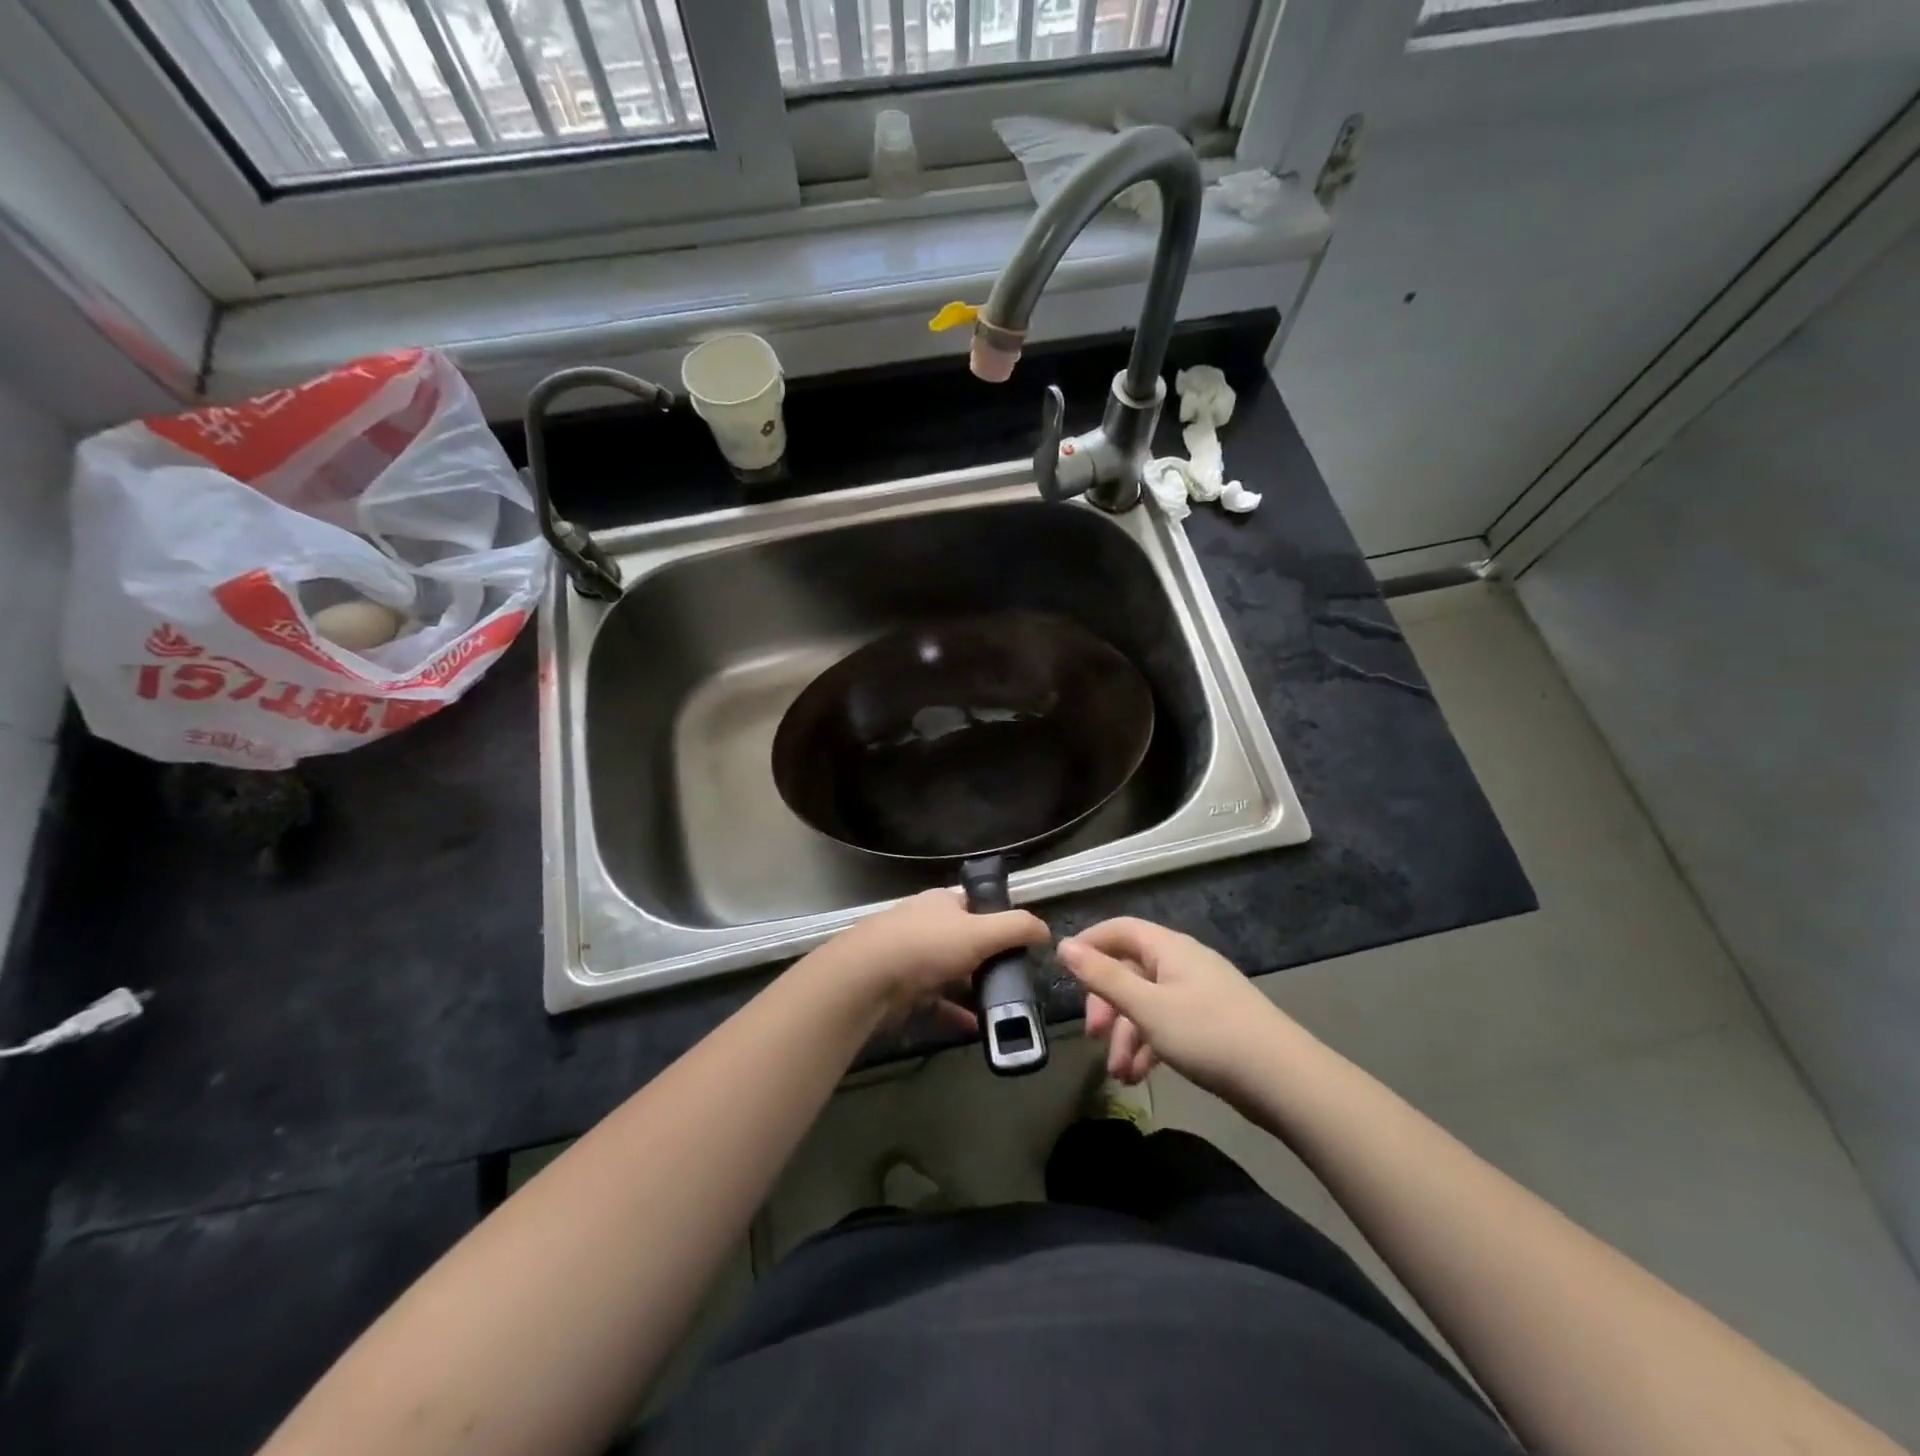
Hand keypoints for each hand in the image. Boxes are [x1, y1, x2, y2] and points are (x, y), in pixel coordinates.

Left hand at [820, 889, 1051, 1030]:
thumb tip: (1045, 930)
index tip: (1023, 943)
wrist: (867, 979)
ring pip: (952, 972)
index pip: (978, 904)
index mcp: (943, 901)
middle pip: (966, 939)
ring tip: (1003, 1007)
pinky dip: (956, 1013)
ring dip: (974, 989)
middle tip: (1017, 980)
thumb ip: (1017, 928)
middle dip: (990, 959)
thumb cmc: (928, 946)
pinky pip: (937, 1002)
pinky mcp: (902, 989)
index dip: (1001, 919)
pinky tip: (976, 1028)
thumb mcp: (982, 931)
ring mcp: (911, 957)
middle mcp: (927, 924)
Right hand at [1056, 917, 1284, 1093]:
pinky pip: (1168, 1025)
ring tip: (1118, 1074)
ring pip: (1147, 1004)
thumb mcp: (1147, 1007)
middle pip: (1131, 971)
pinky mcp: (1211, 1024)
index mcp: (1169, 948)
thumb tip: (1064, 945)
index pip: (1120, 930)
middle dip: (1107, 1004)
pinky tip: (1140, 1078)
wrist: (1284, 1080)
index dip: (1090, 943)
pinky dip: (1150, 1046)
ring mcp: (1199, 994)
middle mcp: (1183, 963)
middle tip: (1094, 1036)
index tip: (1063, 969)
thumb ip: (1103, 977)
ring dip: (1127, 1035)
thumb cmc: (1208, 1034)